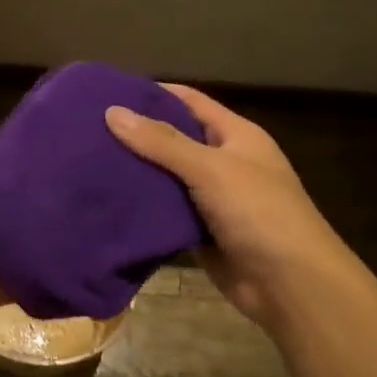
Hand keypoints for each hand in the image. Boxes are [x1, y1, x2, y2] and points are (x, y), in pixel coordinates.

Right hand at [106, 86, 351, 327]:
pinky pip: (166, 213)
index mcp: (236, 135)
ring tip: (87, 162)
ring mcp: (212, 199)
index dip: (152, 94)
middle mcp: (223, 162)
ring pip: (166, 178)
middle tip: (87, 130)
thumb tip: (113, 112)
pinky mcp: (200, 232)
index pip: (189, 102)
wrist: (289, 284)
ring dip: (136, 173)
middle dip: (136, 135)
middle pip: (174, 140)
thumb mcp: (210, 168)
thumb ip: (162, 142)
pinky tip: (108, 201)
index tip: (109, 92)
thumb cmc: (258, 212)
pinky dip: (143, 208)